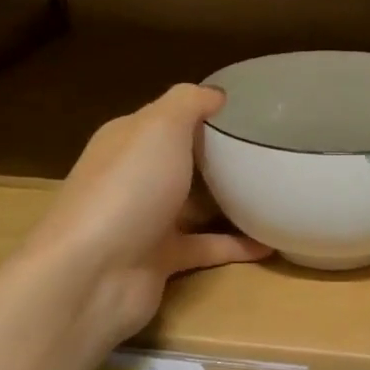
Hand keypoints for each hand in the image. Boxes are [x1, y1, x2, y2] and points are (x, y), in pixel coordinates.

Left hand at [23, 84, 269, 351]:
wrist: (93, 274)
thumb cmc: (128, 189)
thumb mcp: (160, 127)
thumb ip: (188, 103)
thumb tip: (217, 95)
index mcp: (128, 140)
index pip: (168, 117)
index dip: (205, 112)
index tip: (252, 111)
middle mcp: (134, 177)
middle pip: (182, 161)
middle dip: (219, 156)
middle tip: (269, 150)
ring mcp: (145, 221)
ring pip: (194, 205)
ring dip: (230, 201)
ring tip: (276, 193)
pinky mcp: (160, 260)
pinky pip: (206, 247)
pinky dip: (236, 245)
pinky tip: (271, 242)